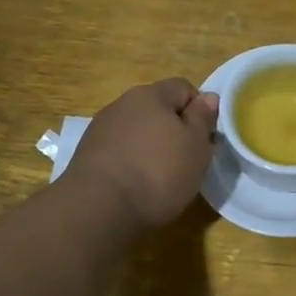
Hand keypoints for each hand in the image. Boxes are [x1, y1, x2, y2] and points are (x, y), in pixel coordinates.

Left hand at [70, 78, 219, 229]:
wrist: (98, 208)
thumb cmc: (158, 172)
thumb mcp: (196, 146)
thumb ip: (203, 118)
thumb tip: (208, 97)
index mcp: (151, 94)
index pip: (184, 87)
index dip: (199, 110)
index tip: (205, 138)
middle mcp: (122, 104)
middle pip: (158, 108)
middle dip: (174, 129)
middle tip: (187, 160)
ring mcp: (101, 128)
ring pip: (137, 130)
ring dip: (151, 146)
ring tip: (160, 177)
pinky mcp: (87, 154)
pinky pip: (120, 150)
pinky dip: (131, 162)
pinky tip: (135, 185)